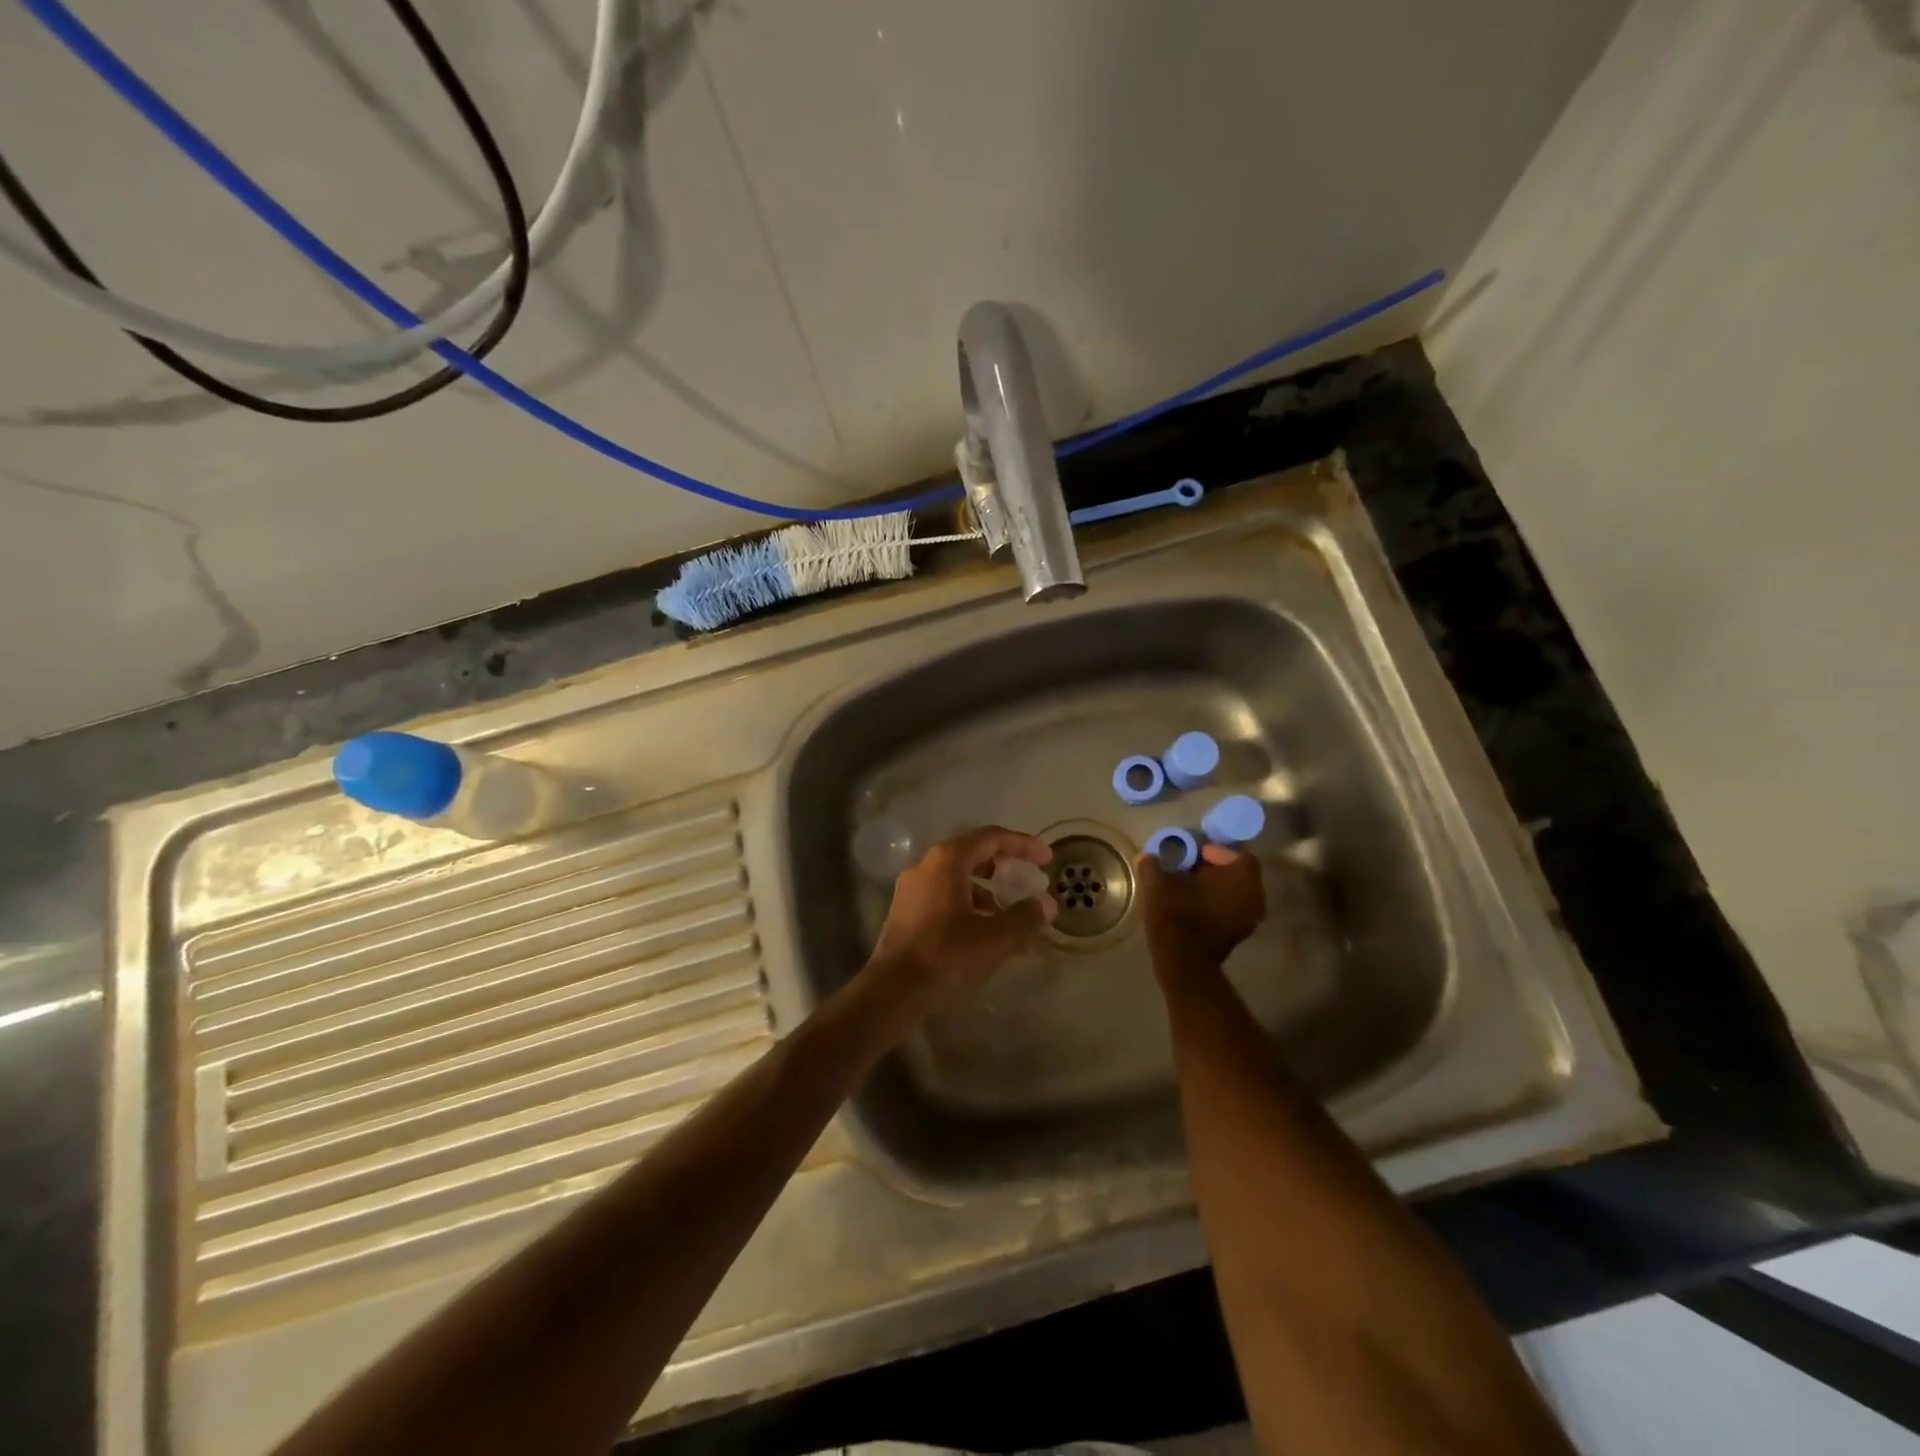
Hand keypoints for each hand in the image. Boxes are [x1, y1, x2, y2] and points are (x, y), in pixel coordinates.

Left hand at [861, 826, 1056, 1026]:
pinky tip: (983, 936)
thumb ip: (1025, 917)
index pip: (991, 837)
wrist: (893, 990)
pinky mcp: (904, 912)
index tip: (1046, 859)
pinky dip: (968, 907)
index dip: (1022, 844)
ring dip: (987, 892)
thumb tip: (1046, 904)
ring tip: (1010, 919)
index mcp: (947, 860)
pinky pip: (944, 898)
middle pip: (972, 854)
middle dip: (1004, 867)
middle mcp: (926, 866)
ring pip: (957, 879)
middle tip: (1027, 881)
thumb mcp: (996, 937)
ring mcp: (911, 889)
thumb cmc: (947, 954)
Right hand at [1137, 843, 1265, 970]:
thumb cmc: (1175, 914)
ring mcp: (1250, 918)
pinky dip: (1218, 904)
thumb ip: (1153, 863)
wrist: (1182, 961)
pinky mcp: (1241, 935)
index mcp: (1241, 876)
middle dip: (1216, 869)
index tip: (1194, 854)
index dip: (1216, 850)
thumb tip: (1148, 856)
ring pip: (1236, 892)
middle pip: (1238, 872)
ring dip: (1217, 887)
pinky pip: (1233, 909)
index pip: (1236, 853)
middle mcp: (1254, 895)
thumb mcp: (1157, 882)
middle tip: (1191, 869)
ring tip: (1190, 888)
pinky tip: (1194, 906)